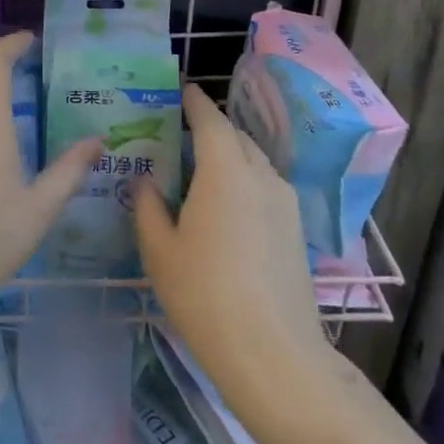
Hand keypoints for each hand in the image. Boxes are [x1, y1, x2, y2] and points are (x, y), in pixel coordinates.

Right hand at [134, 85, 334, 401]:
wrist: (272, 352)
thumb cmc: (203, 294)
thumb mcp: (159, 250)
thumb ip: (148, 207)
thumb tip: (146, 181)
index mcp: (225, 172)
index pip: (211, 122)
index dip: (195, 103)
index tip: (182, 90)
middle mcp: (261, 177)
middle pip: (237, 138)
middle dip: (212, 128)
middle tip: (182, 131)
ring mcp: (286, 204)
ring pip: (256, 162)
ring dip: (231, 154)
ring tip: (202, 166)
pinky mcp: (296, 230)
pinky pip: (267, 186)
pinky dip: (245, 179)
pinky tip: (226, 203)